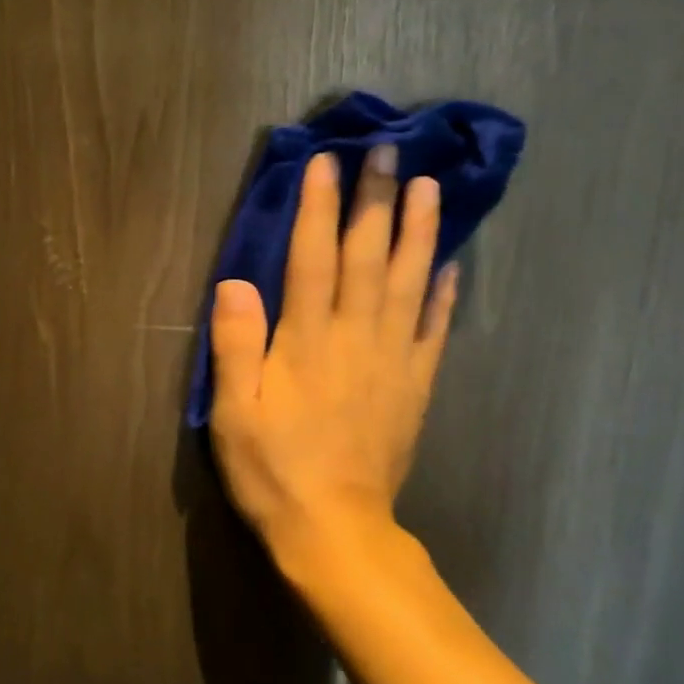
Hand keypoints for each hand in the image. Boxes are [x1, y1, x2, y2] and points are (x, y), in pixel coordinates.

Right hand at [206, 147, 458, 577]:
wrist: (334, 530)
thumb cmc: (273, 469)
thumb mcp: (233, 411)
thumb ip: (235, 344)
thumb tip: (234, 281)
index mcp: (307, 341)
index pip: (313, 259)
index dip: (319, 208)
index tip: (328, 162)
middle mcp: (355, 338)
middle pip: (368, 257)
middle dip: (375, 201)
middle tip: (388, 152)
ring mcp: (393, 361)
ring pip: (409, 283)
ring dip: (419, 232)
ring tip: (429, 187)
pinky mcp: (414, 387)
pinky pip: (433, 331)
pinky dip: (443, 295)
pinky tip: (450, 265)